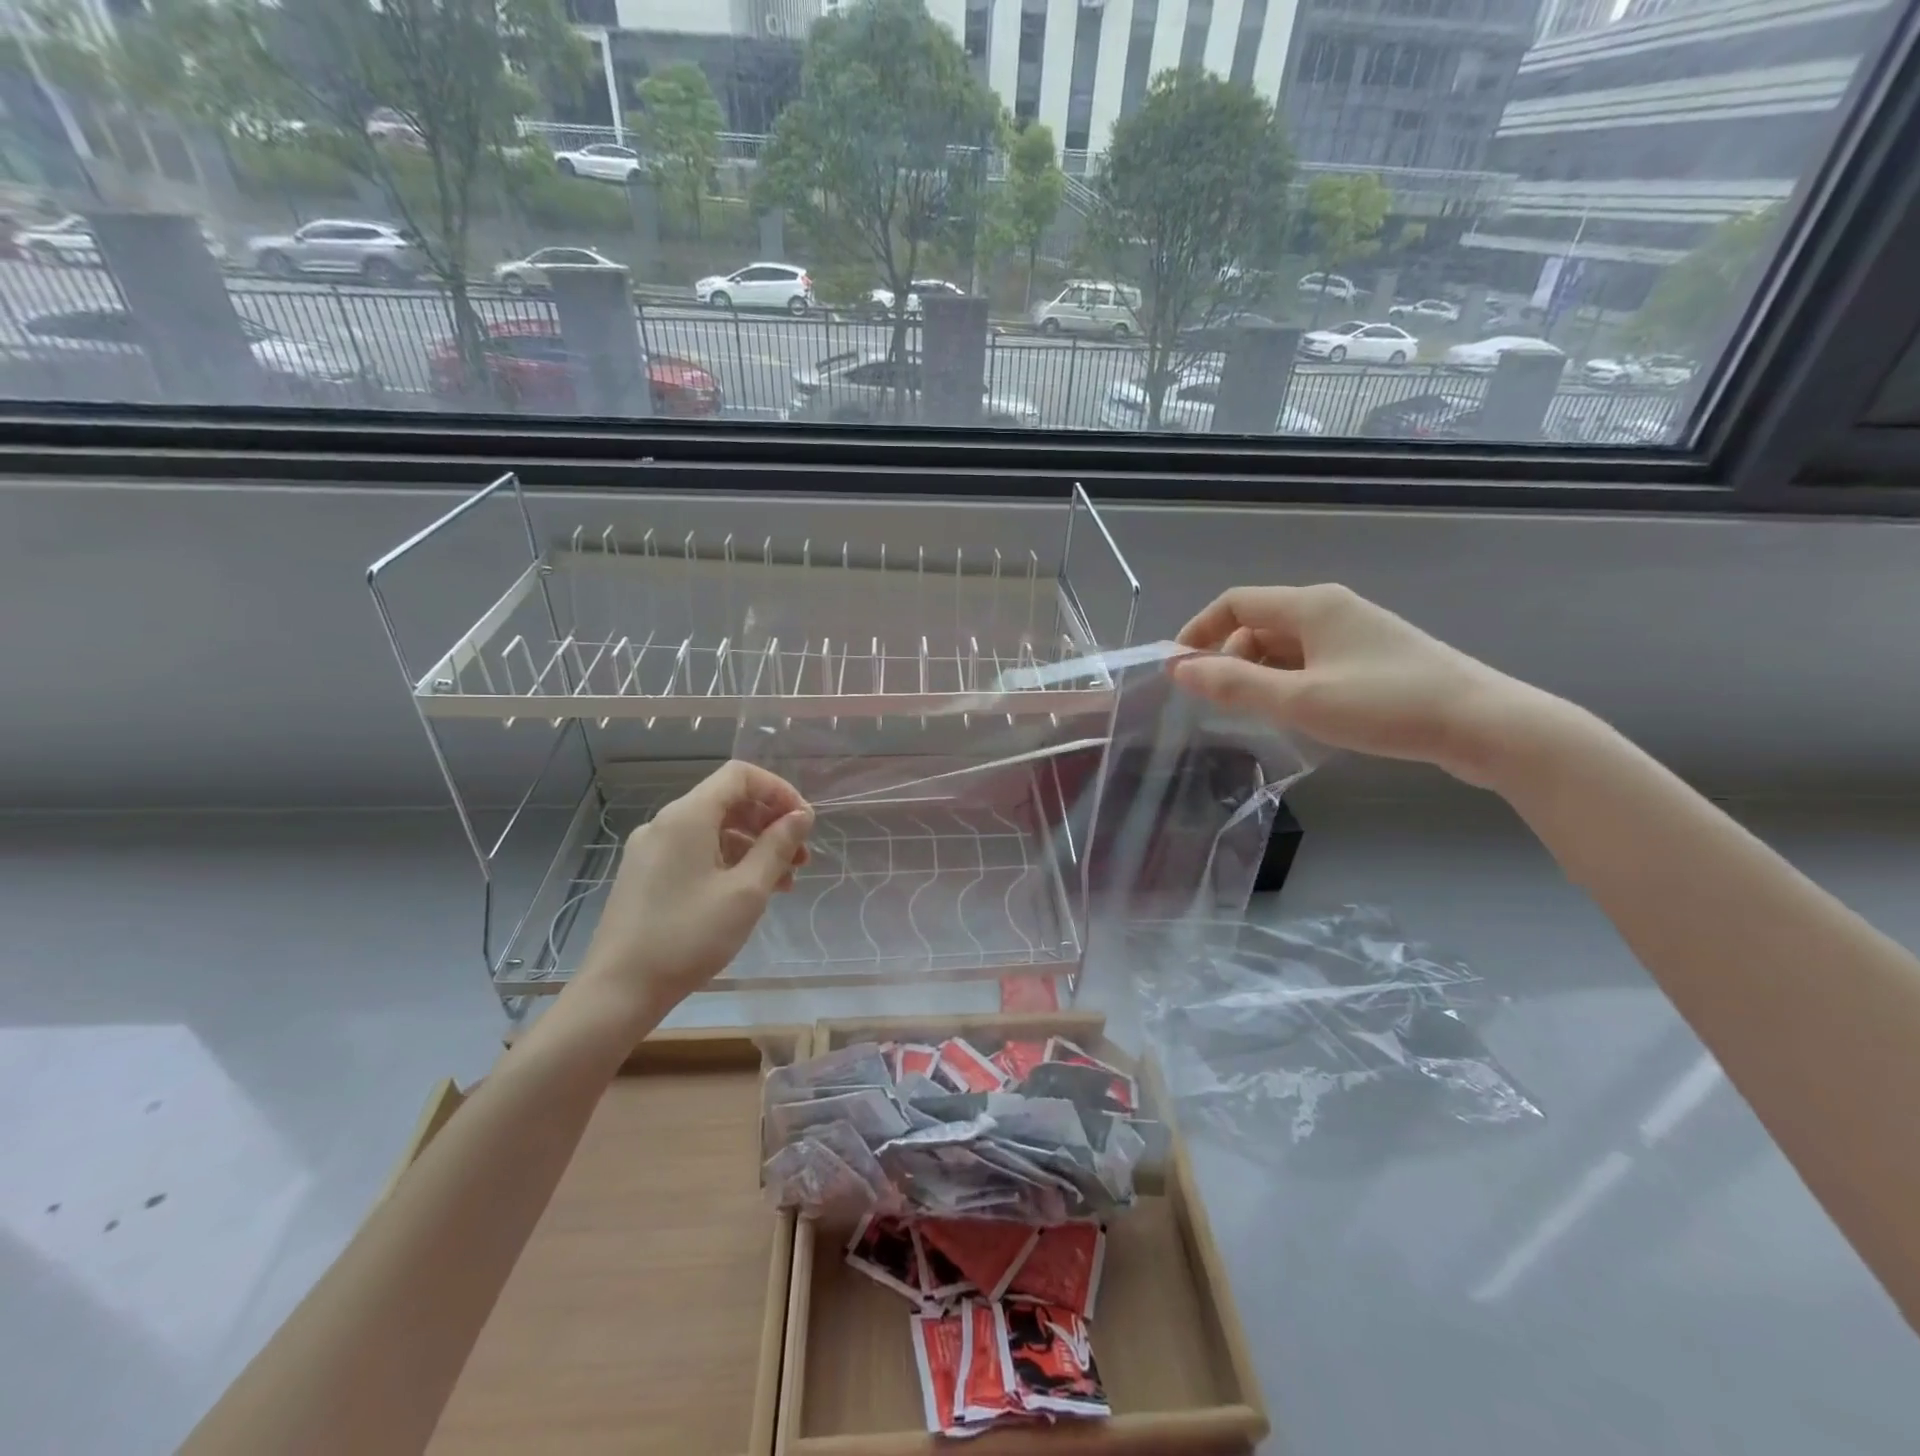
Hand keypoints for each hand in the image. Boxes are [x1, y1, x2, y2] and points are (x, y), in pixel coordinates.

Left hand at [577, 761, 813, 1016]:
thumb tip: (800, 816)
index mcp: (687, 816)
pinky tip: (748, 894)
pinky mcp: (646, 874)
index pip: (739, 775)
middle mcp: (665, 823)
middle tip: (801, 859)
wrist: (618, 990)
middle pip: (728, 801)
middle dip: (770, 823)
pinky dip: (728, 862)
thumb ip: (777, 847)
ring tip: (783, 884)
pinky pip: (696, 852)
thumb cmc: (688, 936)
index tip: (804, 823)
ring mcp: (651, 849)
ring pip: (714, 830)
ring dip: (753, 847)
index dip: (778, 790)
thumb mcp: (746, 891)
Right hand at [1173, 583, 1551, 786]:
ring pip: (1286, 646)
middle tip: (1224, 704)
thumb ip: (1234, 684)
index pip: (1234, 603)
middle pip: (1259, 624)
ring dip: (1261, 674)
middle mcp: (1331, 609)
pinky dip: (1291, 681)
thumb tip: (1179, 669)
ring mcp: (1356, 632)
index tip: (1178, 671)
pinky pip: (1312, 660)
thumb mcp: (1299, 699)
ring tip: (1262, 715)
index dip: (1198, 631)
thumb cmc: (1385, 705)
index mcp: (1311, 605)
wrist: (1484, 725)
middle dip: (1231, 659)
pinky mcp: (1374, 658)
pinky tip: (1300, 713)